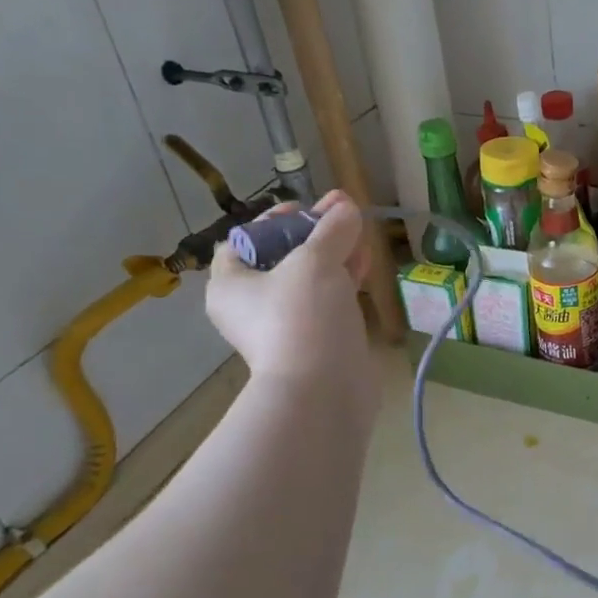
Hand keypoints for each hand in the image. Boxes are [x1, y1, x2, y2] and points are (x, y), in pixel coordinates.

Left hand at [205, 190, 378, 418]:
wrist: (323, 390)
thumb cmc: (303, 317)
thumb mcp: (315, 261)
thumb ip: (332, 229)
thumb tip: (346, 206)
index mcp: (232, 284)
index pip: (244, 240)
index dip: (274, 220)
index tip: (306, 210)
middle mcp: (252, 305)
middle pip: (282, 257)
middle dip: (315, 234)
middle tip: (343, 215)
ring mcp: (286, 325)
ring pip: (310, 279)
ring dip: (335, 255)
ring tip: (362, 234)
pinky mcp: (317, 339)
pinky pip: (328, 301)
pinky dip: (344, 280)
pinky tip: (366, 264)